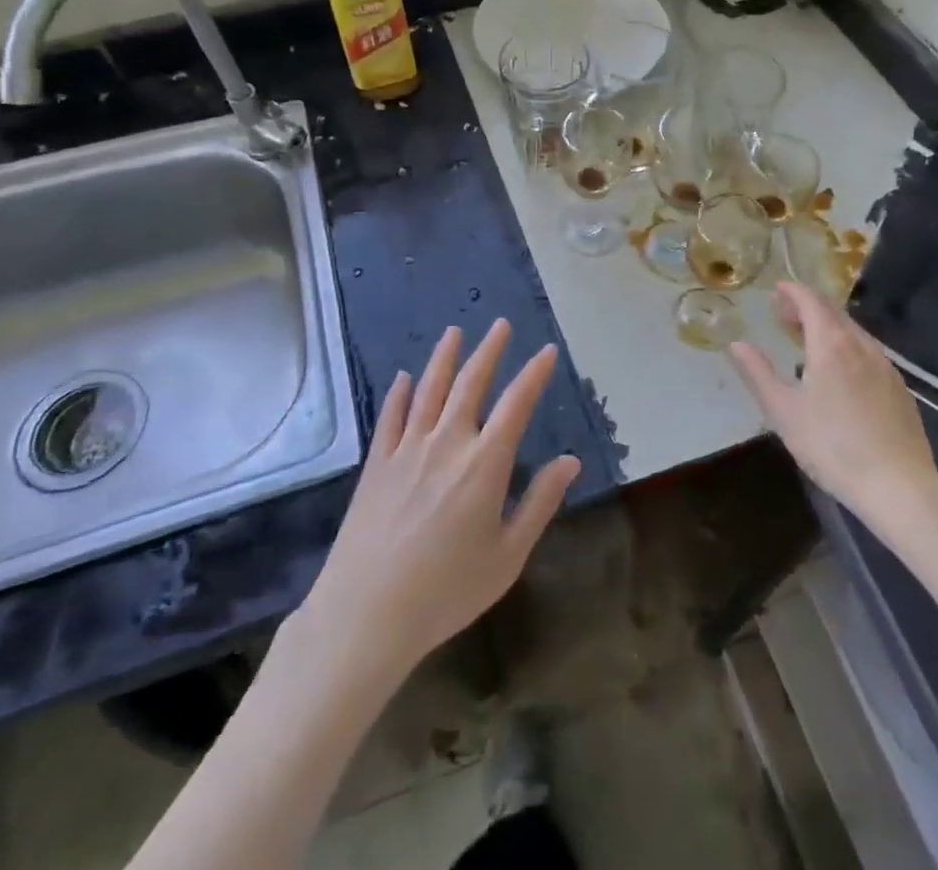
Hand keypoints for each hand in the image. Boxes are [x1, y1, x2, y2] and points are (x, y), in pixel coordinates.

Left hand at [299, 320, 580, 681]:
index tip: (547, 350)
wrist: (366, 614)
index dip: (534, 374)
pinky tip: (403, 377)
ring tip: (454, 332)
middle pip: (470, 383)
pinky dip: (399, 393)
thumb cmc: (446, 591)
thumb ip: (540, 503)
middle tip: (500, 324)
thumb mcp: (508, 556)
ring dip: (444, 358)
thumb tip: (571, 461)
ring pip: (428, 389)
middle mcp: (447, 442)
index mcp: (484, 463)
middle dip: (489, 350)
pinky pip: (390, 416)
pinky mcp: (376, 463)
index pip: (516, 404)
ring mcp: (406, 449)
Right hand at [728, 282, 937, 522]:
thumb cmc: (832, 446)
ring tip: (807, 340)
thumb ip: (758, 373)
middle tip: (784, 314)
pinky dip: (847, 346)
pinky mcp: (900, 389)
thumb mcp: (783, 411)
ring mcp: (885, 367)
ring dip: (827, 327)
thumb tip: (736, 344)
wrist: (899, 486)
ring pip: (853, 333)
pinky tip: (841, 370)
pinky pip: (868, 353)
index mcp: (831, 345)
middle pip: (833, 313)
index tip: (777, 289)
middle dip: (807, 308)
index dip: (792, 292)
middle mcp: (861, 346)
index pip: (811, 302)